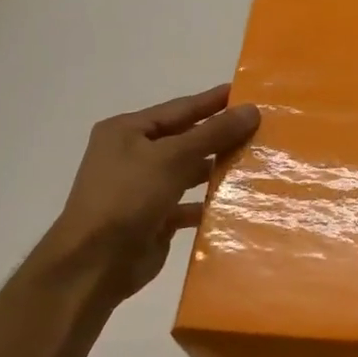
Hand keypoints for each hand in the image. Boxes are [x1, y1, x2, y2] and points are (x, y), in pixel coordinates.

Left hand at [39, 84, 259, 309]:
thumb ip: (213, 134)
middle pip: (186, 139)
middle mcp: (134, 156)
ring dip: (218, 169)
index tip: (247, 93)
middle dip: (221, 136)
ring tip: (258, 162)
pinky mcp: (155, 218)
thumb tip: (251, 110)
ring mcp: (144, 188)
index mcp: (127, 131)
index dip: (214, 101)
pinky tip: (239, 201)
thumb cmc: (127, 197)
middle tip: (262, 128)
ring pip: (189, 172)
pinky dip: (210, 202)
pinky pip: (189, 203)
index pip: (180, 108)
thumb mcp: (172, 158)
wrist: (95, 263)